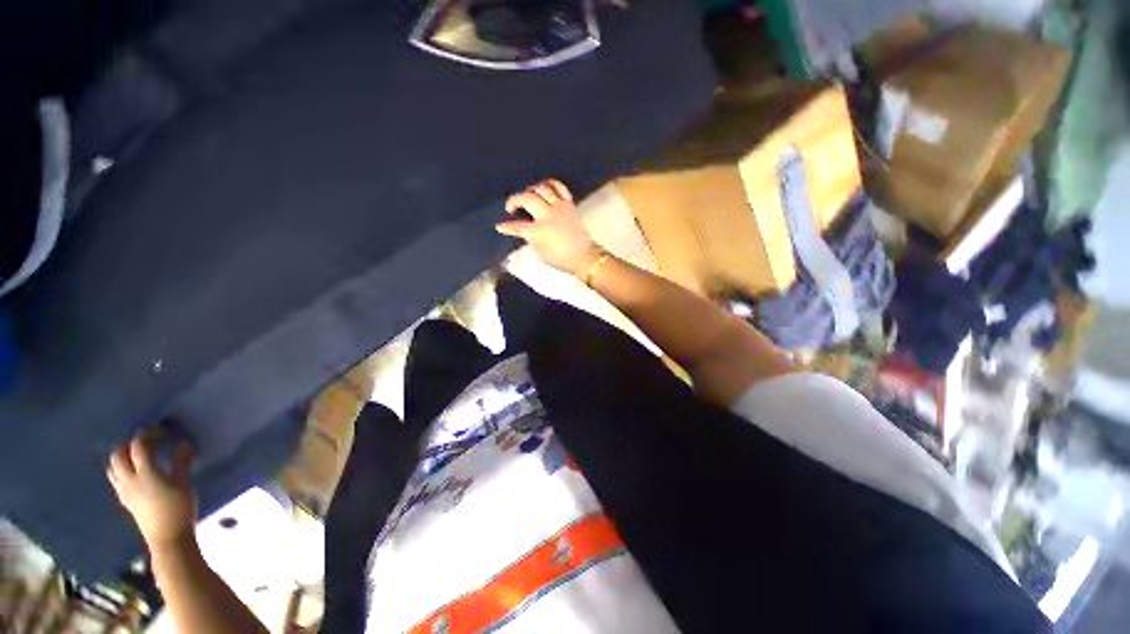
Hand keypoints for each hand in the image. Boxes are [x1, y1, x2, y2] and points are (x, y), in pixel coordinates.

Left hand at [107, 431, 196, 552]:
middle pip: (118, 455)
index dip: (148, 434)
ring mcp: (125, 491)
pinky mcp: (126, 500)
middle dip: (128, 444)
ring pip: (113, 468)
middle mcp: (130, 479)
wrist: (168, 538)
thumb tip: (184, 443)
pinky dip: (122, 470)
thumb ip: (182, 462)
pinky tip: (135, 473)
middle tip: (145, 440)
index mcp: (145, 472)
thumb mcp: (185, 483)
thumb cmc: (180, 508)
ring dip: (121, 457)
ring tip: (136, 455)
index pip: (139, 446)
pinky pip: (116, 479)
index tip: (161, 430)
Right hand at [498, 179, 602, 276]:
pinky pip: (559, 187)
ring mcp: (559, 207)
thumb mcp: (540, 253)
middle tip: (510, 207)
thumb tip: (523, 231)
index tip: (500, 226)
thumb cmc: (561, 259)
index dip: (506, 227)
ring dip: (530, 190)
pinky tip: (544, 187)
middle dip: (514, 200)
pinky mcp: (569, 204)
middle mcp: (548, 215)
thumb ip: (530, 240)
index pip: (517, 227)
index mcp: (539, 231)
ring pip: (541, 188)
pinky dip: (550, 184)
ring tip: (527, 196)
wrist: (583, 256)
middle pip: (527, 199)